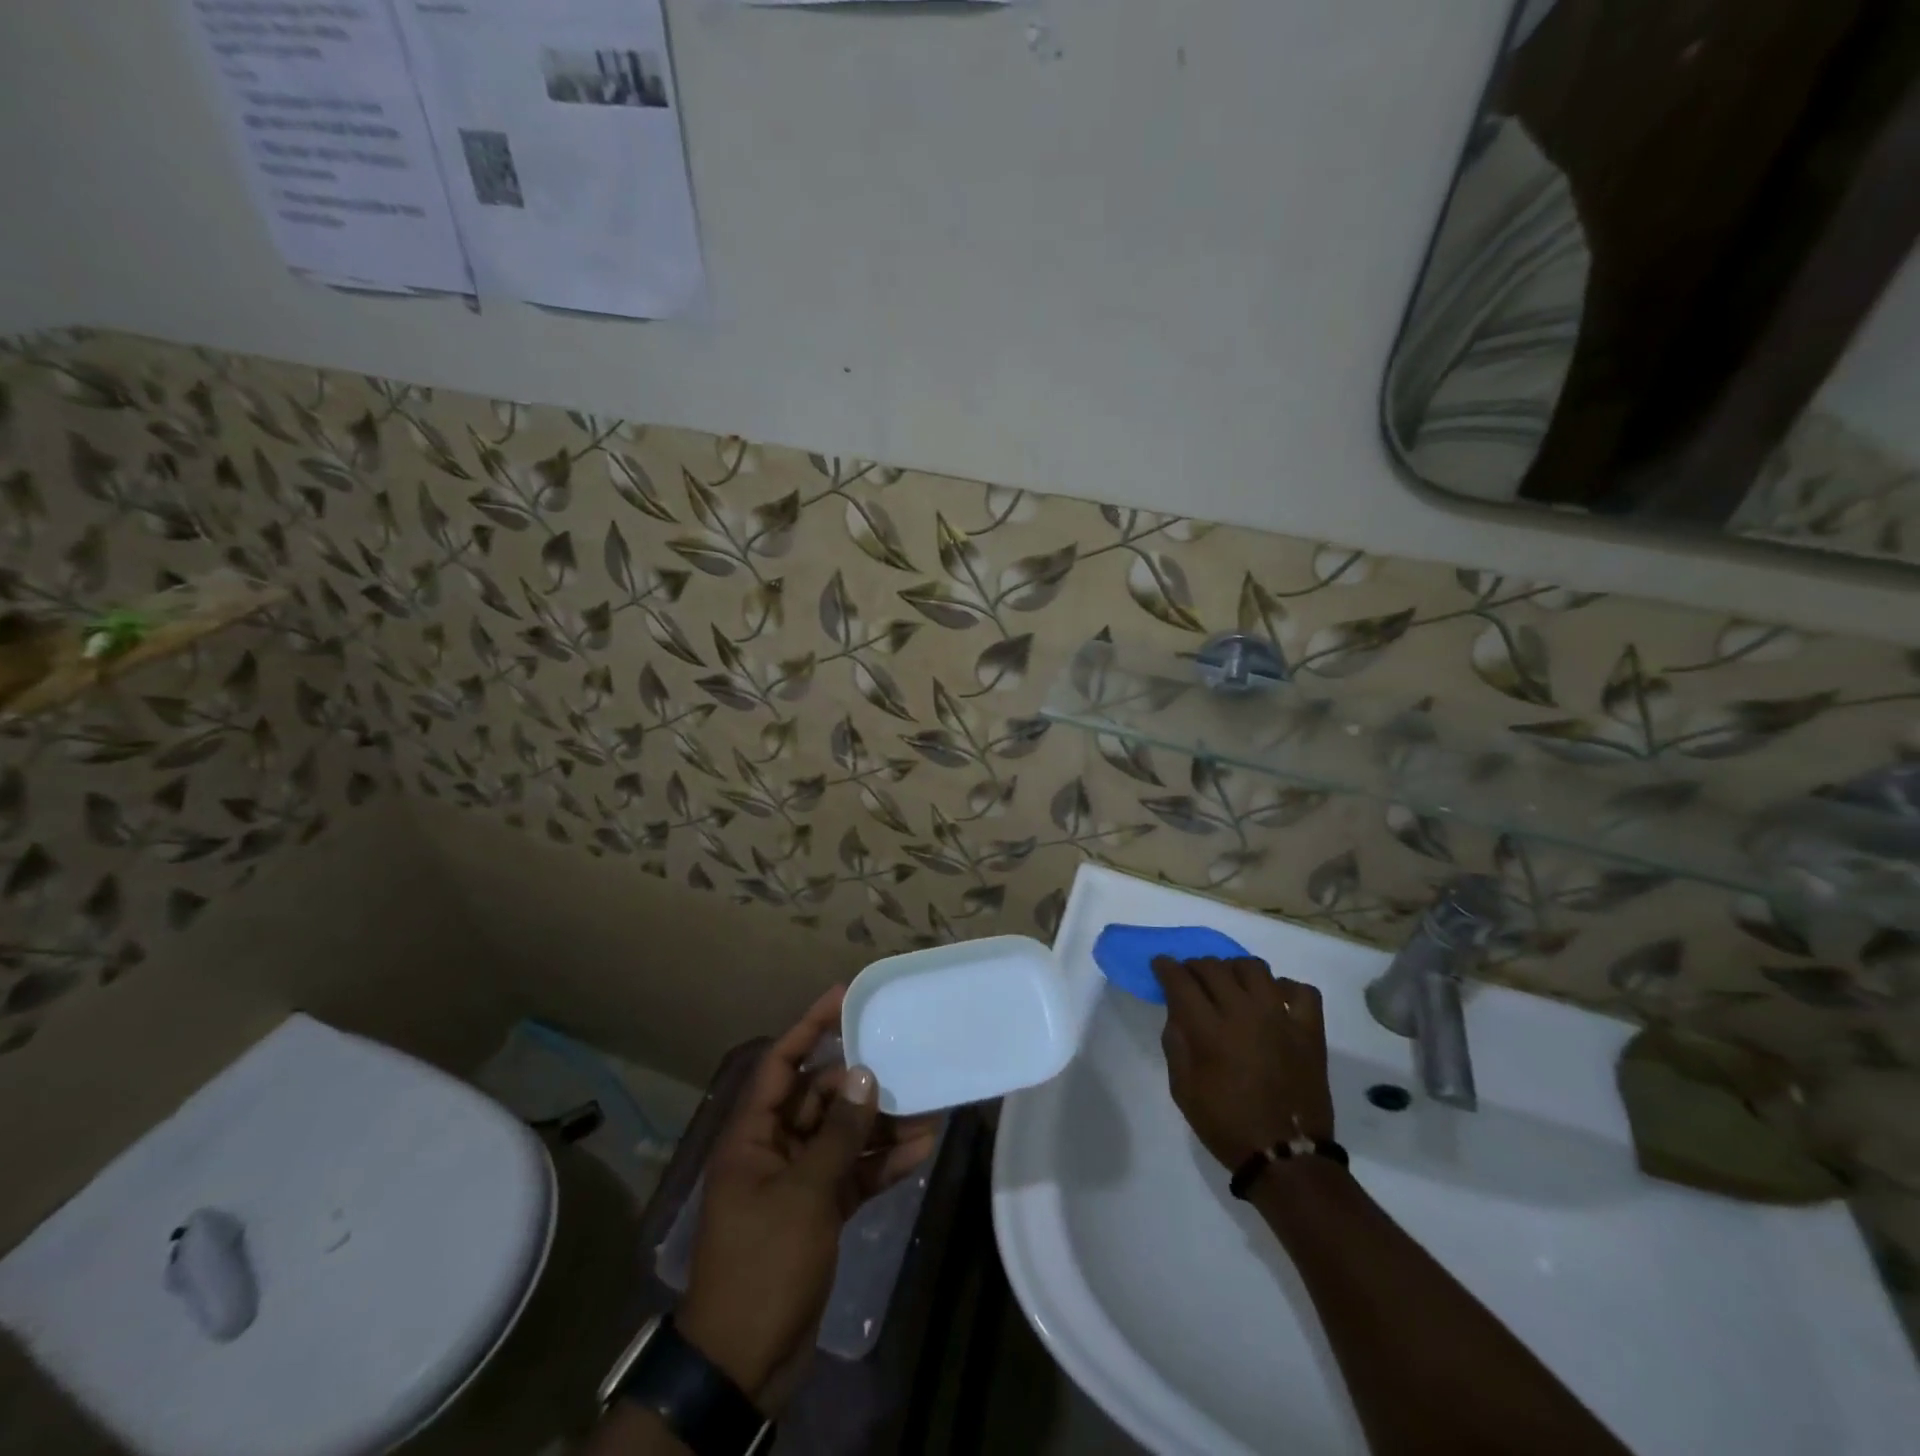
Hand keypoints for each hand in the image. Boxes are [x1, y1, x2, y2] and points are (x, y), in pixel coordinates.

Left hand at [677, 987, 939, 1409]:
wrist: (744, 1363)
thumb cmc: (763, 1264)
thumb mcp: (803, 1194)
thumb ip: (837, 1134)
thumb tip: (864, 1077)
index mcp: (753, 1136)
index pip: (781, 1064)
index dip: (809, 1026)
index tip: (844, 996)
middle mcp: (774, 1149)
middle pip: (819, 1098)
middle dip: (861, 1086)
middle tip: (904, 1066)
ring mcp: (797, 1181)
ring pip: (842, 1136)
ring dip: (880, 1127)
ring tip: (927, 1113)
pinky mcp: (818, 1211)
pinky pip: (853, 1173)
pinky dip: (882, 1164)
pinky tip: (919, 1153)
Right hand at [1152, 956, 1334, 1169]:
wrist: (1286, 1158)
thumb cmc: (1227, 1125)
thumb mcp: (1183, 1089)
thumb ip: (1176, 1043)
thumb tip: (1177, 1012)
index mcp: (1210, 1030)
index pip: (1181, 981)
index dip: (1166, 967)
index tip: (1160, 964)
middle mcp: (1244, 1013)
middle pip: (1214, 967)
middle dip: (1194, 966)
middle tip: (1190, 977)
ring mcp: (1281, 1018)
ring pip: (1254, 968)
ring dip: (1234, 969)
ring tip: (1230, 983)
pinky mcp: (1309, 1031)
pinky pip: (1302, 990)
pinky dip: (1285, 988)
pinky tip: (1273, 1000)